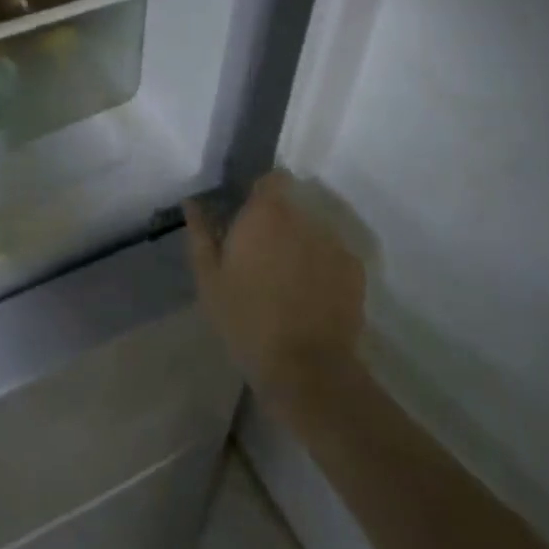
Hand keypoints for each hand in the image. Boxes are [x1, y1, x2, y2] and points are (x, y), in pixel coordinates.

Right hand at [185, 172, 365, 409]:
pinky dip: (322, 267)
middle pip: (292, 207)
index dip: (261, 194)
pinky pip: (333, 256)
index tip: (248, 217)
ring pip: (313, 232)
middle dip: (279, 224)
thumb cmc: (246, 320)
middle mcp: (304, 218)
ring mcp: (334, 243)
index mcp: (266, 214)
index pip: (273, 179)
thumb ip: (201, 234)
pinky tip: (310, 297)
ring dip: (301, 245)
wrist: (305, 368)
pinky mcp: (355, 270)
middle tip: (262, 258)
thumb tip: (193, 202)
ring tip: (287, 282)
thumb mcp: (209, 279)